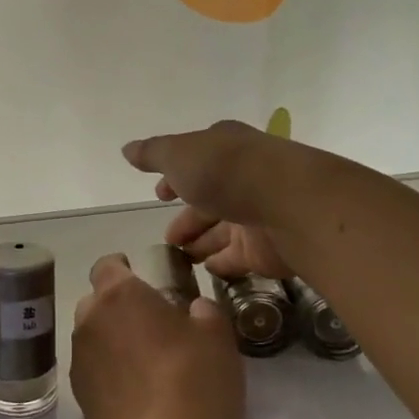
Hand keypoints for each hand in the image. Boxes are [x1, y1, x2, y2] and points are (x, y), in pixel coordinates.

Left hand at [70, 254, 243, 418]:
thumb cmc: (194, 382)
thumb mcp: (217, 338)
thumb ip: (204, 312)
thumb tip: (194, 309)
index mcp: (119, 295)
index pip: (107, 265)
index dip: (123, 267)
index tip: (143, 278)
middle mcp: (89, 320)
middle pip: (96, 301)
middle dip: (118, 307)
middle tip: (152, 325)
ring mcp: (79, 361)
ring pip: (93, 337)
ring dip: (112, 341)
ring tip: (146, 363)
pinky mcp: (79, 398)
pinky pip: (93, 371)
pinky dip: (109, 373)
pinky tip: (137, 393)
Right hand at [123, 121, 300, 278]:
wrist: (290, 204)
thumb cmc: (227, 170)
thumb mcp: (179, 154)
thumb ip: (152, 154)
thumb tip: (127, 149)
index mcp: (224, 148)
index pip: (195, 161)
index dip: (175, 177)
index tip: (159, 195)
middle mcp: (243, 178)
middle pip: (209, 199)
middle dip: (187, 216)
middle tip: (167, 239)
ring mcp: (257, 214)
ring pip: (223, 230)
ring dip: (201, 242)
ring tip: (179, 259)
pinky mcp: (267, 248)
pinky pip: (238, 257)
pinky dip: (222, 263)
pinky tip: (206, 271)